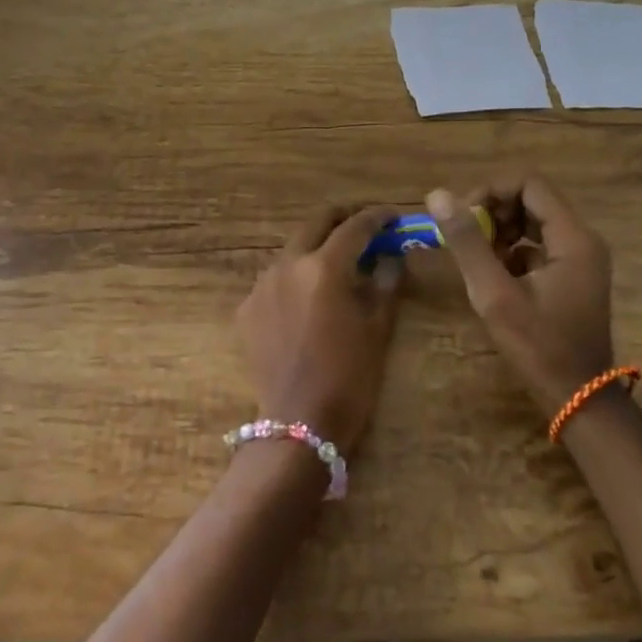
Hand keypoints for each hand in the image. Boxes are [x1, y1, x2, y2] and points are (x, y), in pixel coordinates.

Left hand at [237, 204, 405, 453]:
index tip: (394, 217)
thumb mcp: (378, 329)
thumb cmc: (349, 378)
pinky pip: (276, 277)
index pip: (355, 227)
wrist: (298, 424)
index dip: (378, 217)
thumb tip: (392, 256)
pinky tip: (310, 296)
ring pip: (293, 247)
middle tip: (366, 227)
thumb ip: (386, 283)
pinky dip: (297, 275)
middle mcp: (288, 264)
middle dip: (343, 217)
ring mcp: (262, 284)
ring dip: (318, 245)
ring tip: (340, 263)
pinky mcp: (248, 306)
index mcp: (324, 267)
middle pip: (317, 222)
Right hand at [427, 175, 613, 419]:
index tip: (464, 217)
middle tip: (466, 239)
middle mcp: (582, 239)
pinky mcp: (571, 276)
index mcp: (572, 237)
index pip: (529, 183)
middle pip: (531, 199)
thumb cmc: (538, 346)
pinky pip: (537, 246)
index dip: (491, 190)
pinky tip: (494, 279)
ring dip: (499, 231)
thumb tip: (437, 195)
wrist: (578, 399)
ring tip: (477, 260)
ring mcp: (579, 259)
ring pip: (532, 222)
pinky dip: (511, 252)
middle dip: (493, 211)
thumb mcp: (495, 294)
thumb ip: (467, 242)